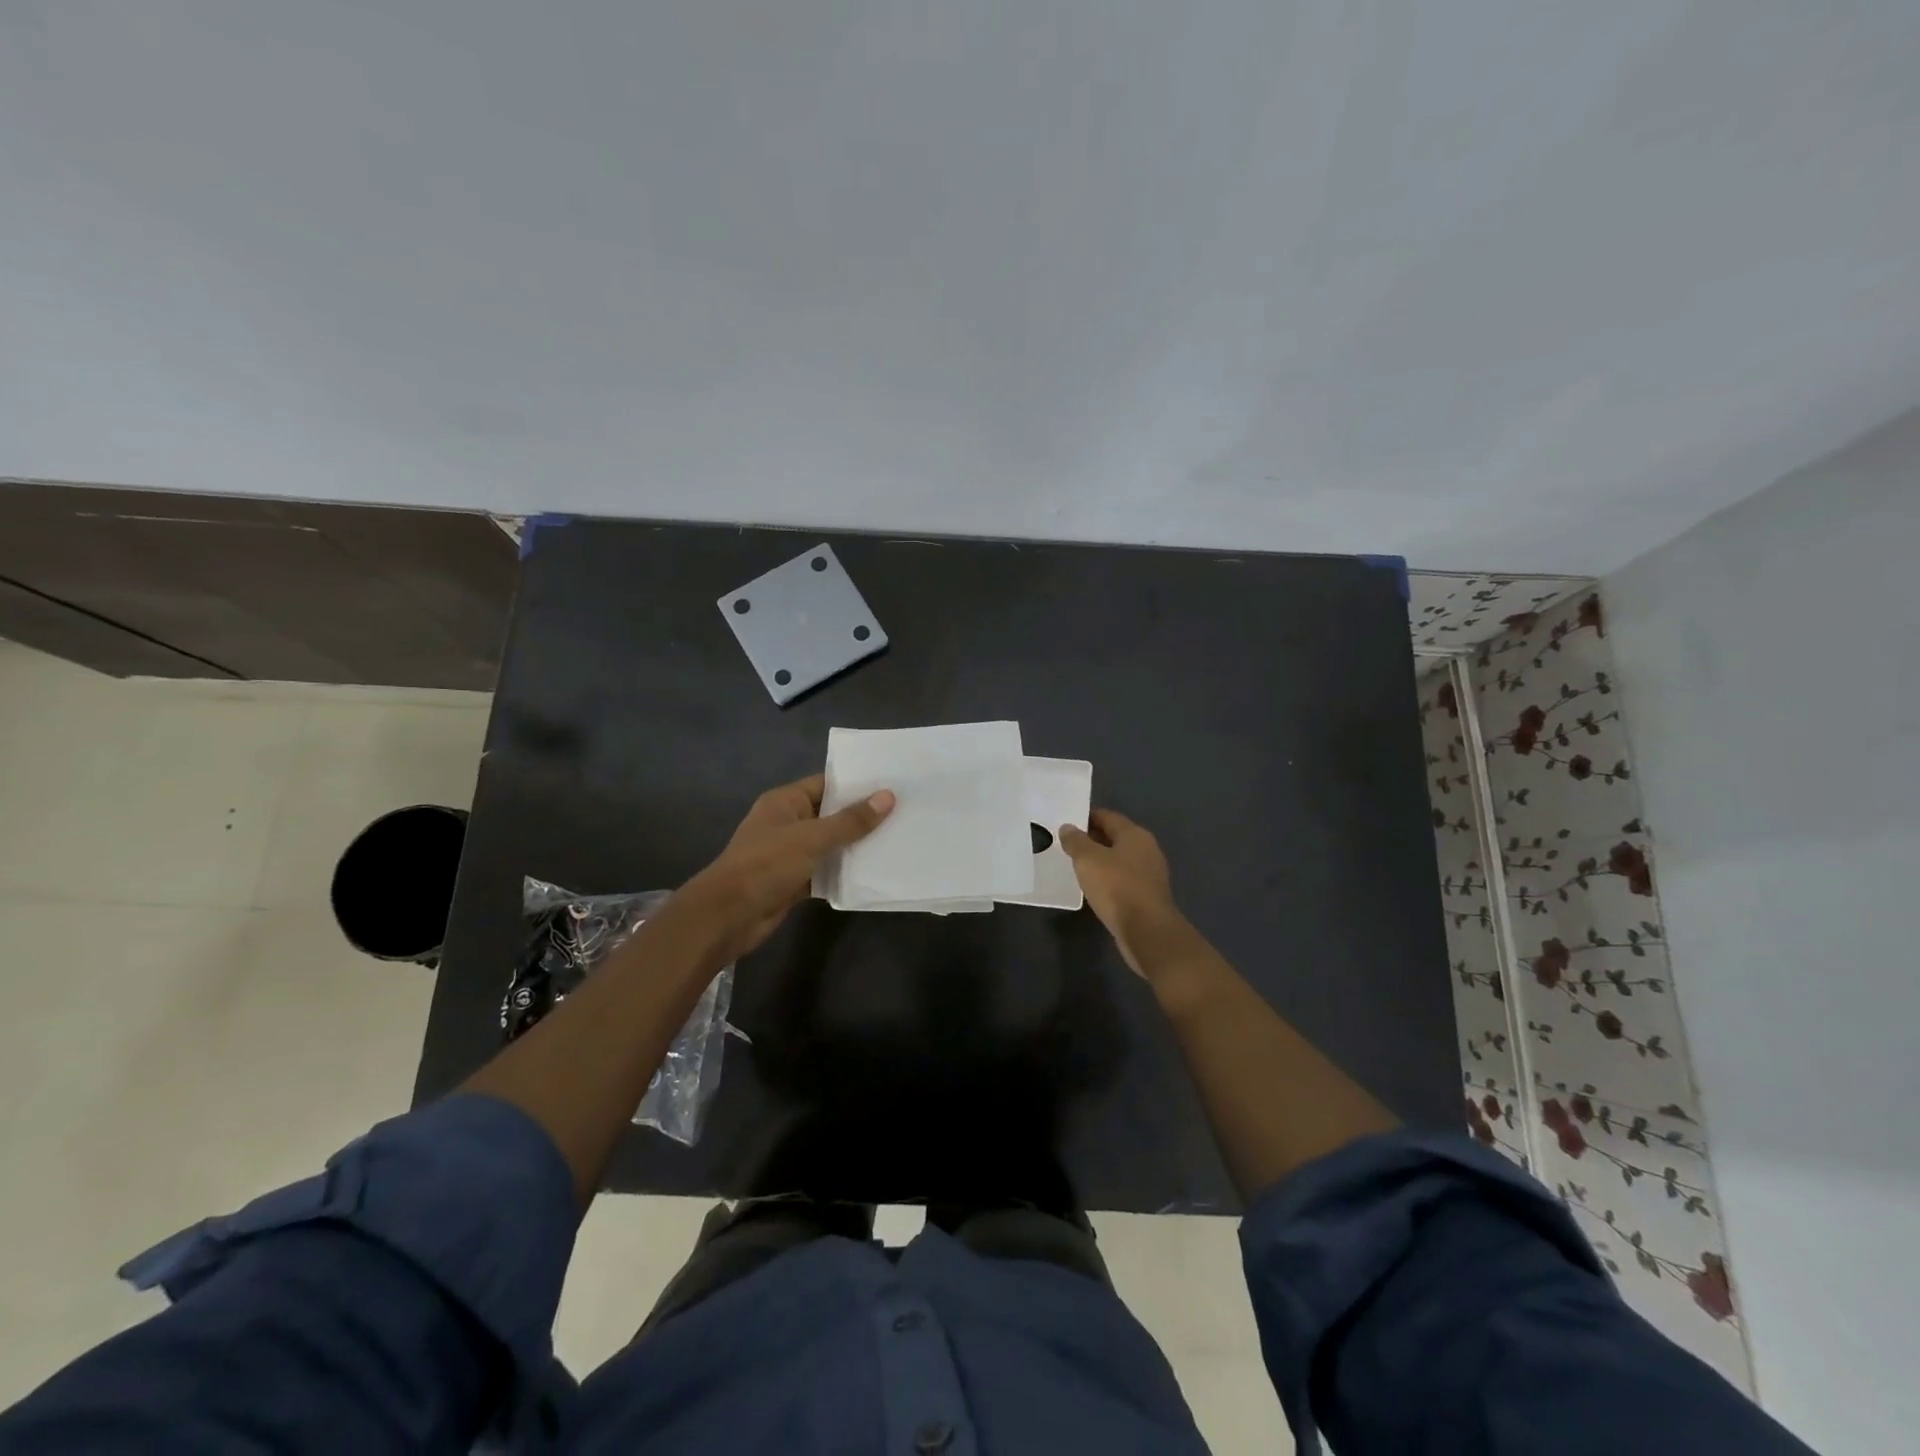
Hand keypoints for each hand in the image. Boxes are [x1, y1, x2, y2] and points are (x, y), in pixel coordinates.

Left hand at [678, 774, 893, 961]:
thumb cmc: (766, 865)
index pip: (826, 784)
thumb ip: (850, 820)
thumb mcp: (811, 838)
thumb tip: (888, 797)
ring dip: (856, 846)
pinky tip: (874, 872)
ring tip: (897, 839)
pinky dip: (845, 873)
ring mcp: (791, 854)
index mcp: (785, 802)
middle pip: (831, 814)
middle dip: (862, 816)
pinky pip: (826, 871)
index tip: (892, 783)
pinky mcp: (795, 881)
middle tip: (903, 811)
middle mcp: (788, 823)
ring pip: (830, 845)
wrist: (728, 916)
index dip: (857, 783)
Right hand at [1059, 808, 1183, 975]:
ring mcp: (1149, 874)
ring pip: (1119, 860)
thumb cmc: (1116, 887)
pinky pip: (1123, 880)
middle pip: (1115, 837)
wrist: (1146, 931)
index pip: (1107, 816)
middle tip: (1066, 844)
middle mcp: (1146, 850)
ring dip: (1100, 861)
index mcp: (1135, 835)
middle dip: (1092, 839)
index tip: (1066, 822)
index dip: (1086, 817)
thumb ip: (1076, 841)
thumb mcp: (1088, 860)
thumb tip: (1068, 827)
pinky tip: (1093, 888)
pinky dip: (1108, 880)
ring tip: (1076, 866)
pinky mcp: (1147, 896)